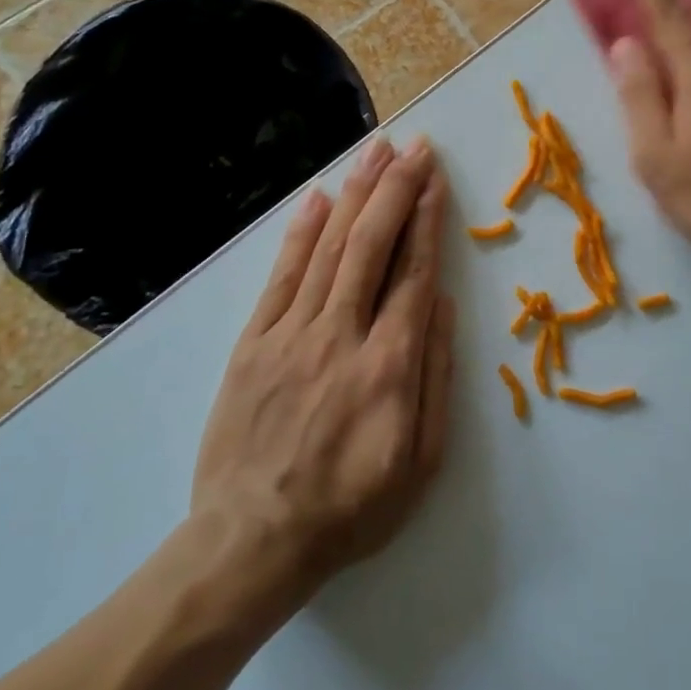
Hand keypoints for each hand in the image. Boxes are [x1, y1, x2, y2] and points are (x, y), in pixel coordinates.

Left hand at [188, 137, 453, 619]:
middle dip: (396, 188)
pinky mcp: (253, 341)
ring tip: (376, 151)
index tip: (436, 178)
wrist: (251, 543)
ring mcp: (291, 334)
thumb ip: (435, 375)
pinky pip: (281, 274)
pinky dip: (302, 231)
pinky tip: (318, 196)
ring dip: (356, 193)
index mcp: (389, 364)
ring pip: (330, 247)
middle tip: (415, 146)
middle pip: (372, 244)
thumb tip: (439, 301)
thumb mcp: (421, 461)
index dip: (426, 218)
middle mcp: (341, 334)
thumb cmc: (351, 507)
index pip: (413, 272)